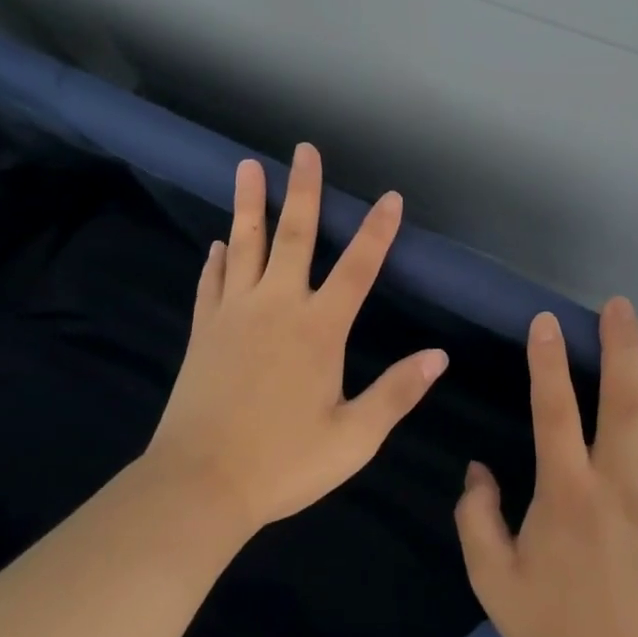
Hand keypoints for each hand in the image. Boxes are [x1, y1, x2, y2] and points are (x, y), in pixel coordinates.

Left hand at [144, 142, 448, 536]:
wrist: (198, 486)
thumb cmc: (283, 463)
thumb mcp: (354, 438)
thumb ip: (397, 392)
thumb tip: (439, 356)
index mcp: (319, 329)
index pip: (358, 268)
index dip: (378, 231)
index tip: (390, 196)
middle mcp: (278, 308)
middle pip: (294, 236)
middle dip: (303, 190)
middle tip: (304, 150)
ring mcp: (235, 315)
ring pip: (245, 246)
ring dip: (249, 205)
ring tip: (247, 167)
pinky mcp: (205, 332)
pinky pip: (213, 284)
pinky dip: (218, 260)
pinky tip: (218, 243)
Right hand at [455, 299, 637, 636]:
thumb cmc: (557, 635)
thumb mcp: (493, 581)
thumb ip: (476, 517)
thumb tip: (477, 468)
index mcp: (566, 491)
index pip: (553, 407)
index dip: (547, 358)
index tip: (547, 320)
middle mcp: (619, 480)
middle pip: (622, 396)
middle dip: (620, 343)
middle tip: (620, 305)